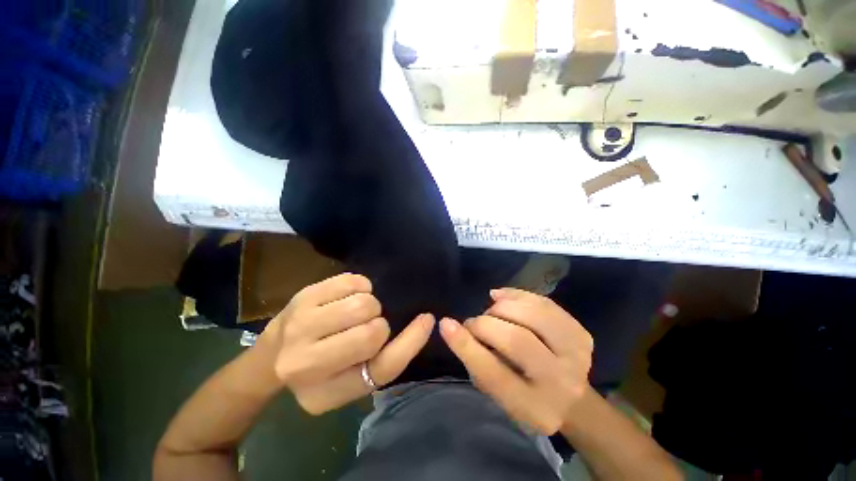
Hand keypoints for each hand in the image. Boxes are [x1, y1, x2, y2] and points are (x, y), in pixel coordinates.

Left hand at [258, 273, 433, 414]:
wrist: (273, 353)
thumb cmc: (319, 369)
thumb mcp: (352, 379)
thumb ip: (386, 358)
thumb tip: (422, 322)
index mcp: (325, 394)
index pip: (382, 369)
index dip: (411, 341)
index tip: (427, 320)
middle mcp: (305, 364)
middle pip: (372, 333)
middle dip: (379, 323)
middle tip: (367, 325)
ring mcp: (301, 324)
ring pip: (363, 303)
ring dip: (369, 304)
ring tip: (355, 311)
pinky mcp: (304, 295)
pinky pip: (352, 281)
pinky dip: (360, 287)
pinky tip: (347, 297)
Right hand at [440, 288, 593, 434]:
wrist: (573, 401)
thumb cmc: (525, 398)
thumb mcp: (496, 393)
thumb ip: (477, 361)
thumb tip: (455, 327)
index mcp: (534, 407)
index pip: (494, 374)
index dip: (466, 346)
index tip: (446, 324)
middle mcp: (560, 382)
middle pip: (517, 340)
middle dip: (485, 323)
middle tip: (474, 323)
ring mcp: (577, 355)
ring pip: (534, 315)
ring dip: (504, 307)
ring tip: (492, 310)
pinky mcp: (582, 334)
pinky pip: (544, 303)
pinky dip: (517, 295)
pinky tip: (502, 297)